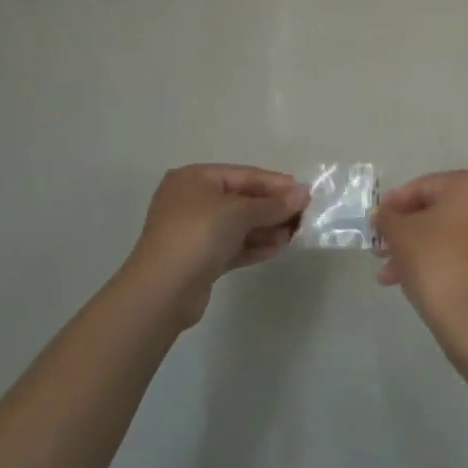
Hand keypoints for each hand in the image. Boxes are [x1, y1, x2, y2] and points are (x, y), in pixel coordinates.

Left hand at [125, 165, 307, 326]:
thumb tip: (303, 194)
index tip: (305, 193)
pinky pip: (233, 246)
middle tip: (304, 216)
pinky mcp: (198, 259)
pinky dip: (254, 245)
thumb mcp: (239, 212)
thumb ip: (273, 204)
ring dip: (267, 228)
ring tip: (294, 235)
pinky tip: (277, 248)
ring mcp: (194, 231)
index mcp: (195, 179)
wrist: (162, 292)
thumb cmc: (198, 235)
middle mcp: (192, 200)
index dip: (276, 183)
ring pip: (238, 225)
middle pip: (242, 200)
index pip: (244, 175)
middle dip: (272, 208)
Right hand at [373, 170, 467, 355]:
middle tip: (377, 248)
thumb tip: (381, 214)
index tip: (373, 222)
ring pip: (441, 233)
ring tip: (385, 273)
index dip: (393, 204)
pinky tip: (404, 280)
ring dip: (411, 249)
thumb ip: (387, 218)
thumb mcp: (401, 235)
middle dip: (401, 230)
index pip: (422, 186)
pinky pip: (454, 250)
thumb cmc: (436, 263)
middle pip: (433, 210)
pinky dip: (430, 259)